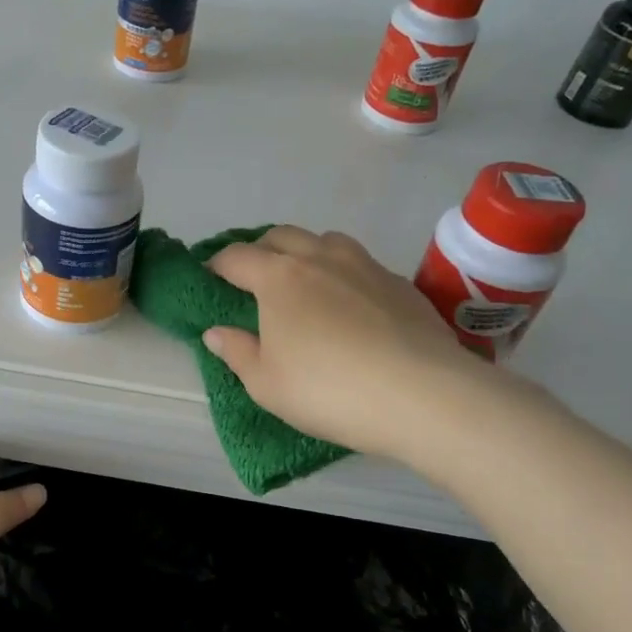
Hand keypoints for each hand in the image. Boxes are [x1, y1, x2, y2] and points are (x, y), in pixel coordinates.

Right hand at [202, 226, 525, 464]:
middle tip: (253, 279)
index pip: (236, 257)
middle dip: (260, 251)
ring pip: (326, 241)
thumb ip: (237, 352)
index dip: (217, 265)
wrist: (422, 396)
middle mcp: (320, 258)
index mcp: (278, 278)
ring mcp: (365, 265)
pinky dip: (344, 274)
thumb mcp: (266, 384)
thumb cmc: (328, 390)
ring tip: (305, 283)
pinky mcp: (400, 282)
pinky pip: (361, 264)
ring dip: (306, 253)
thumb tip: (216, 331)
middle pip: (280, 236)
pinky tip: (352, 306)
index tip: (210, 278)